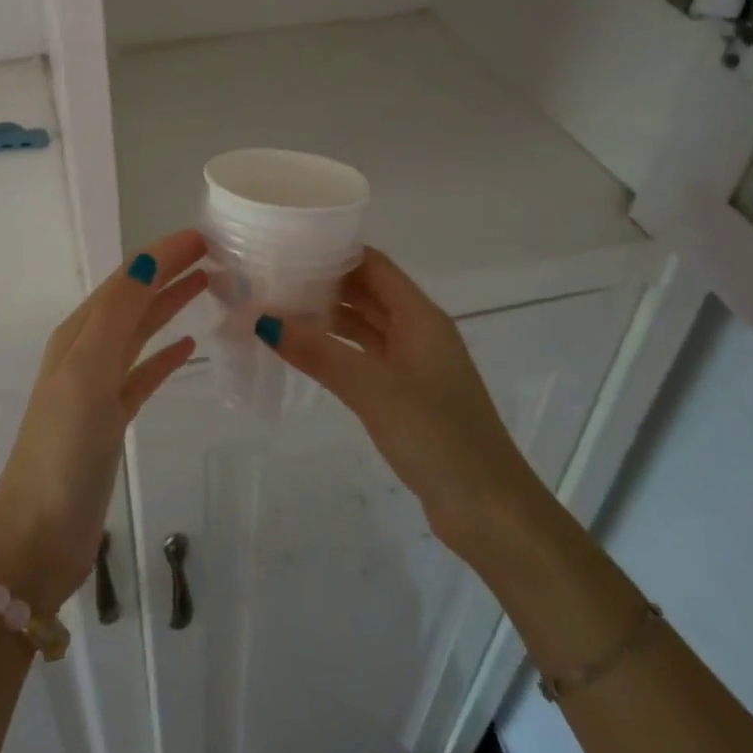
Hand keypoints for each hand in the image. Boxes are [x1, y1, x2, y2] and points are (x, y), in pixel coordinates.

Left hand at [0, 230, 208, 610]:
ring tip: (209, 285)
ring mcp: (98, 387)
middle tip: (216, 253)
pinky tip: (190, 346)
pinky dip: (166, 355)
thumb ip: (116, 314)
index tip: (205, 235)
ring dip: (170, 304)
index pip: (127, 279)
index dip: (162, 253)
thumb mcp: (87, 372)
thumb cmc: (64, 449)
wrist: (39, 534)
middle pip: (134, 298)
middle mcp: (86, 352)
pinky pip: (144, 373)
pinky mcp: (112, 419)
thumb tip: (149, 259)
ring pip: (140, 331)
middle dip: (169, 271)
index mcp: (78, 334)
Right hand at [255, 248, 544, 561]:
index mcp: (420, 317)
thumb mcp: (372, 389)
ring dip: (327, 316)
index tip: (288, 242)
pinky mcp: (406, 395)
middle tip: (272, 274)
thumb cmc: (437, 435)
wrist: (488, 510)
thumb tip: (263, 320)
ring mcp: (413, 365)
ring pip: (364, 326)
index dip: (335, 250)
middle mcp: (418, 332)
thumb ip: (319, 352)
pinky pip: (364, 357)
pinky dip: (336, 349)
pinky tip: (304, 350)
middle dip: (324, 281)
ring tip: (277, 307)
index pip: (373, 265)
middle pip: (367, 292)